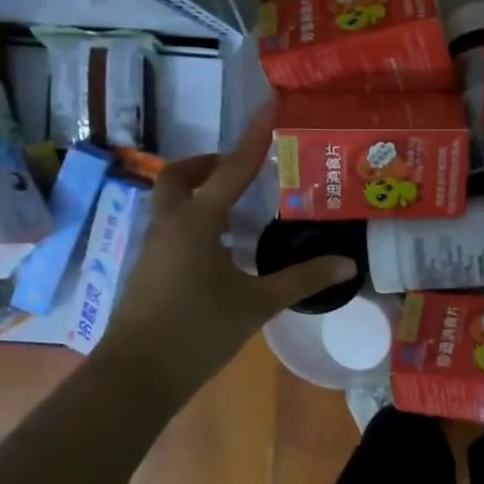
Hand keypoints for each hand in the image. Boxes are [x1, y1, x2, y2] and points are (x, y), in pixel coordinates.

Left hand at [94, 107, 356, 387]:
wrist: (135, 377)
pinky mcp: (149, 271)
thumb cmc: (197, 331)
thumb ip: (302, 279)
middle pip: (180, 176)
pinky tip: (222, 248)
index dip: (254, 137)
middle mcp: (170, 225)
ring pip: (171, 202)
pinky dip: (195, 221)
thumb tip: (348, 264)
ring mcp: (154, 248)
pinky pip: (172, 228)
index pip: (231, 168)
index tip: (269, 106)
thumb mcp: (257, 304)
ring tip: (239, 206)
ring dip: (200, 193)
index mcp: (196, 222)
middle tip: (243, 169)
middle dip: (209, 164)